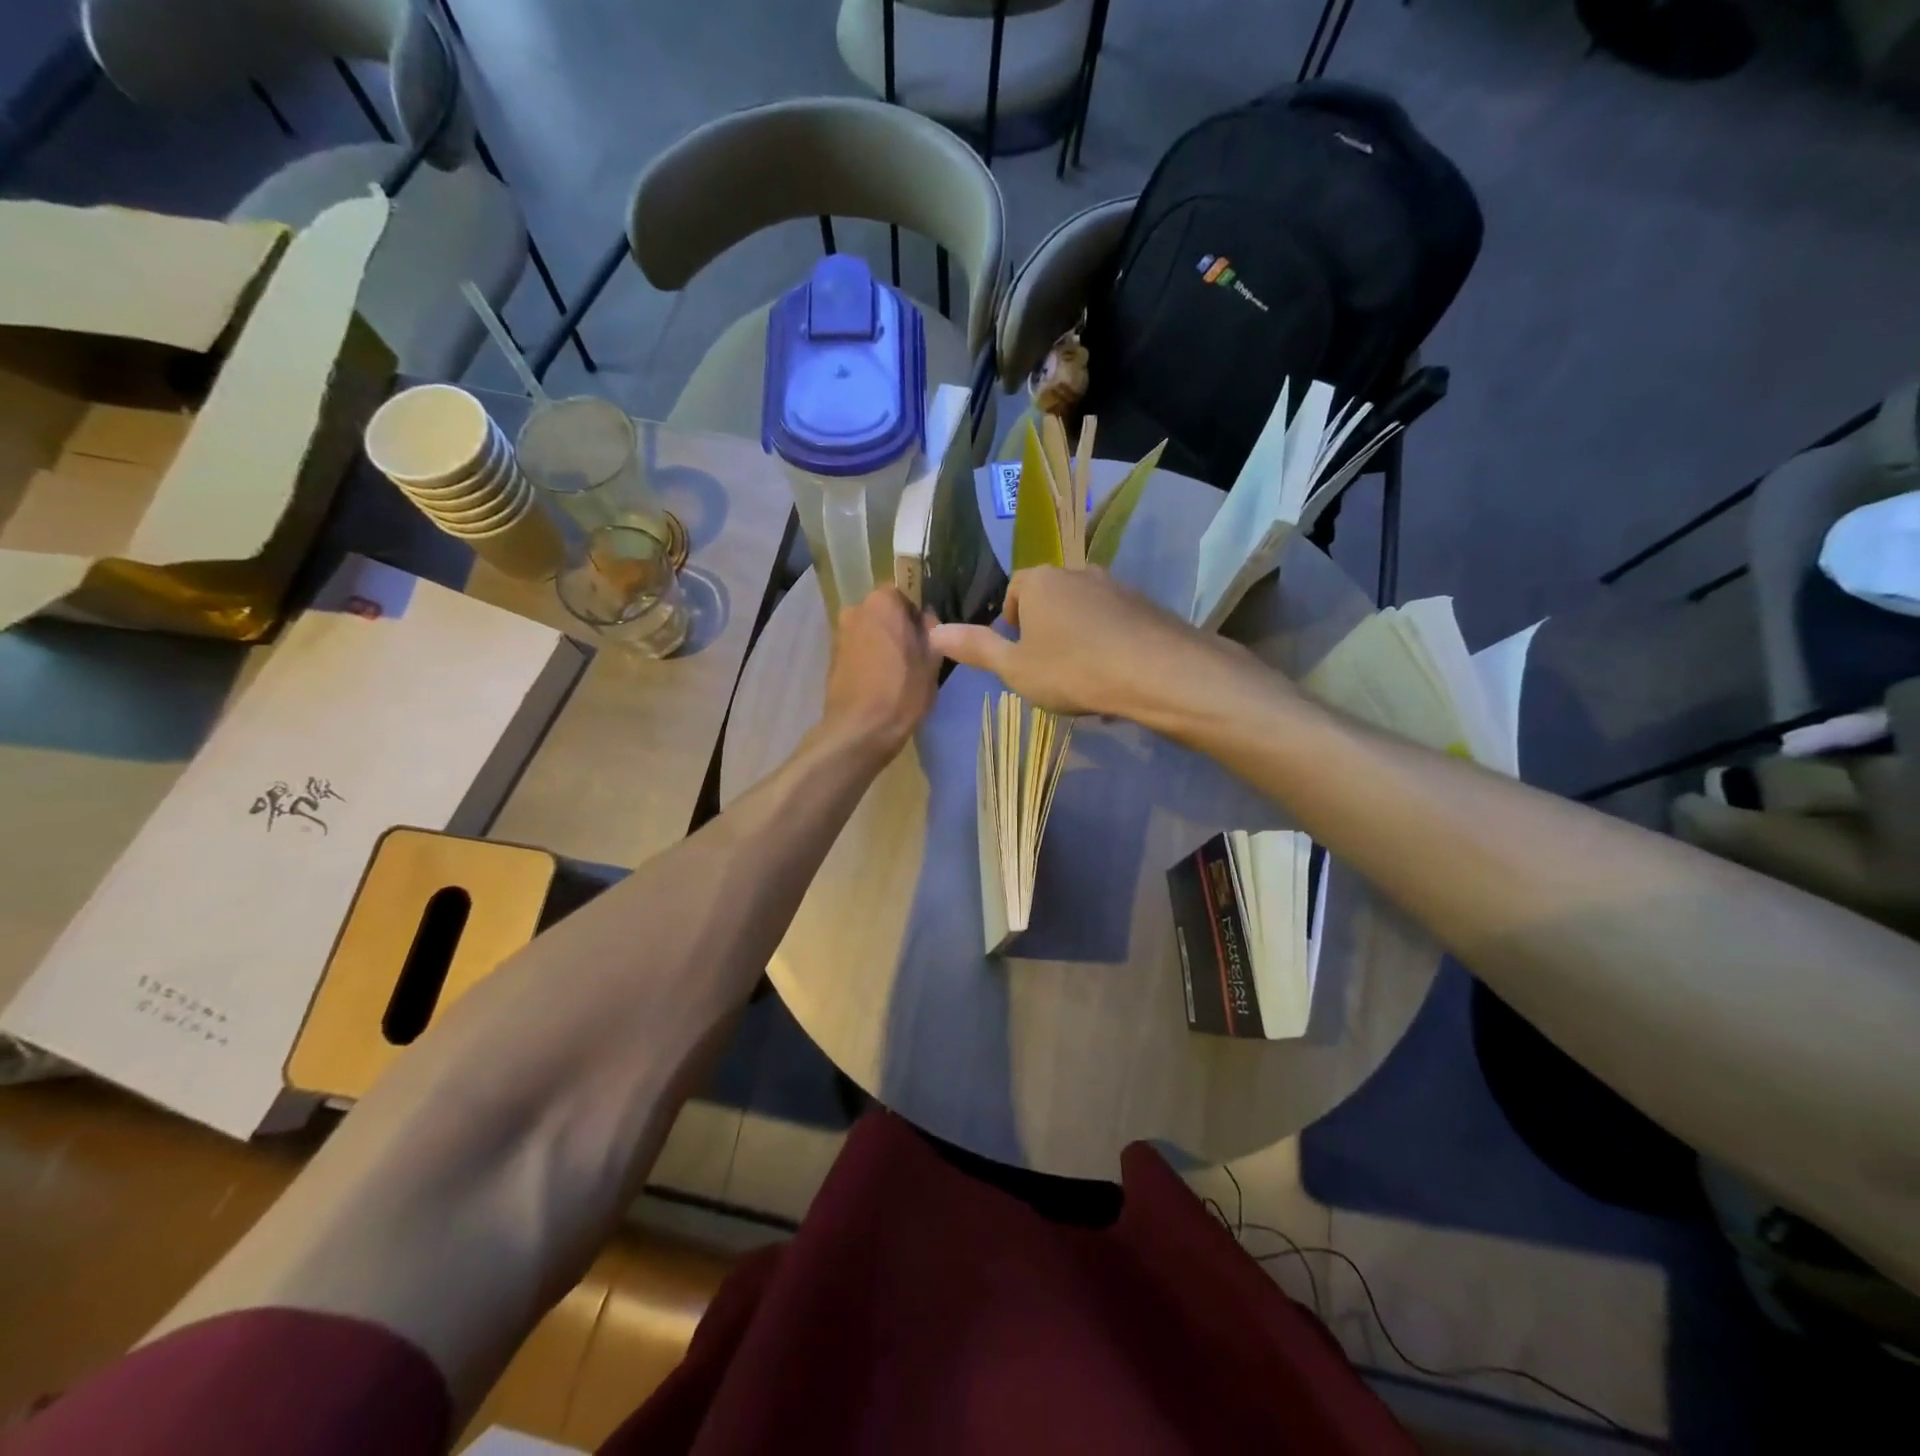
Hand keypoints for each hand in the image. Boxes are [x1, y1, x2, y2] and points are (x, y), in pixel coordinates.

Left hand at [819, 586, 940, 759]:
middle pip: (885, 612)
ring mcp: (840, 633)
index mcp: (882, 602)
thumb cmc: (901, 692)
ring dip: (884, 643)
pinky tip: (881, 681)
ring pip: (870, 630)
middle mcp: (855, 609)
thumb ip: (932, 632)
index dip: (918, 614)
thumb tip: (927, 620)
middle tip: (917, 654)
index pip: (905, 593)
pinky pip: (858, 648)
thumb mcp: (931, 662)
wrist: (859, 731)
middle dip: (899, 627)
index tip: (929, 636)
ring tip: (900, 672)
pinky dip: (870, 658)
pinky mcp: (832, 657)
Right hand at [929, 566, 1249, 720]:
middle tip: (1048, 668)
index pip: (1015, 588)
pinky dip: (1109, 643)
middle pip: (1051, 596)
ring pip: (1085, 610)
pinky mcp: (1146, 605)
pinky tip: (1115, 677)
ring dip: (1079, 637)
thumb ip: (976, 648)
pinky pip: (1116, 622)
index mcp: (1040, 581)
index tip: (1019, 653)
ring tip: (1083, 678)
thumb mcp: (1015, 668)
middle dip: (1046, 628)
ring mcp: (1116, 586)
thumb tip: (934, 633)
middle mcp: (1077, 573)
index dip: (1012, 619)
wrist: (1156, 672)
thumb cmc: (1072, 670)